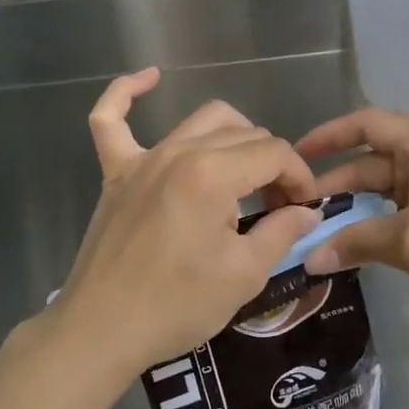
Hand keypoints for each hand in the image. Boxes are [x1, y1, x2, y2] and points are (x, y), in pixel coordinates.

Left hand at [50, 68, 322, 384]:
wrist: (101, 330)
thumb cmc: (177, 305)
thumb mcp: (243, 275)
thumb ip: (281, 232)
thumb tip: (307, 211)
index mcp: (213, 174)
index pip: (274, 153)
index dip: (299, 177)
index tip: (304, 208)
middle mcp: (179, 151)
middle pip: (245, 135)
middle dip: (273, 164)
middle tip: (279, 206)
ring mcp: (143, 158)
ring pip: (202, 120)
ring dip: (234, 137)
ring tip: (244, 174)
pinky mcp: (116, 171)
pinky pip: (110, 119)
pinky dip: (126, 93)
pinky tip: (150, 77)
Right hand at [297, 107, 408, 333]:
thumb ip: (356, 243)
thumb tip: (310, 259)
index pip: (366, 123)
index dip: (328, 136)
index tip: (295, 157)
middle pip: (372, 158)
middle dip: (335, 183)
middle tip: (297, 210)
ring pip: (385, 185)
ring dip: (354, 206)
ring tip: (318, 230)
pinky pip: (401, 205)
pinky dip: (376, 220)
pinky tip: (354, 243)